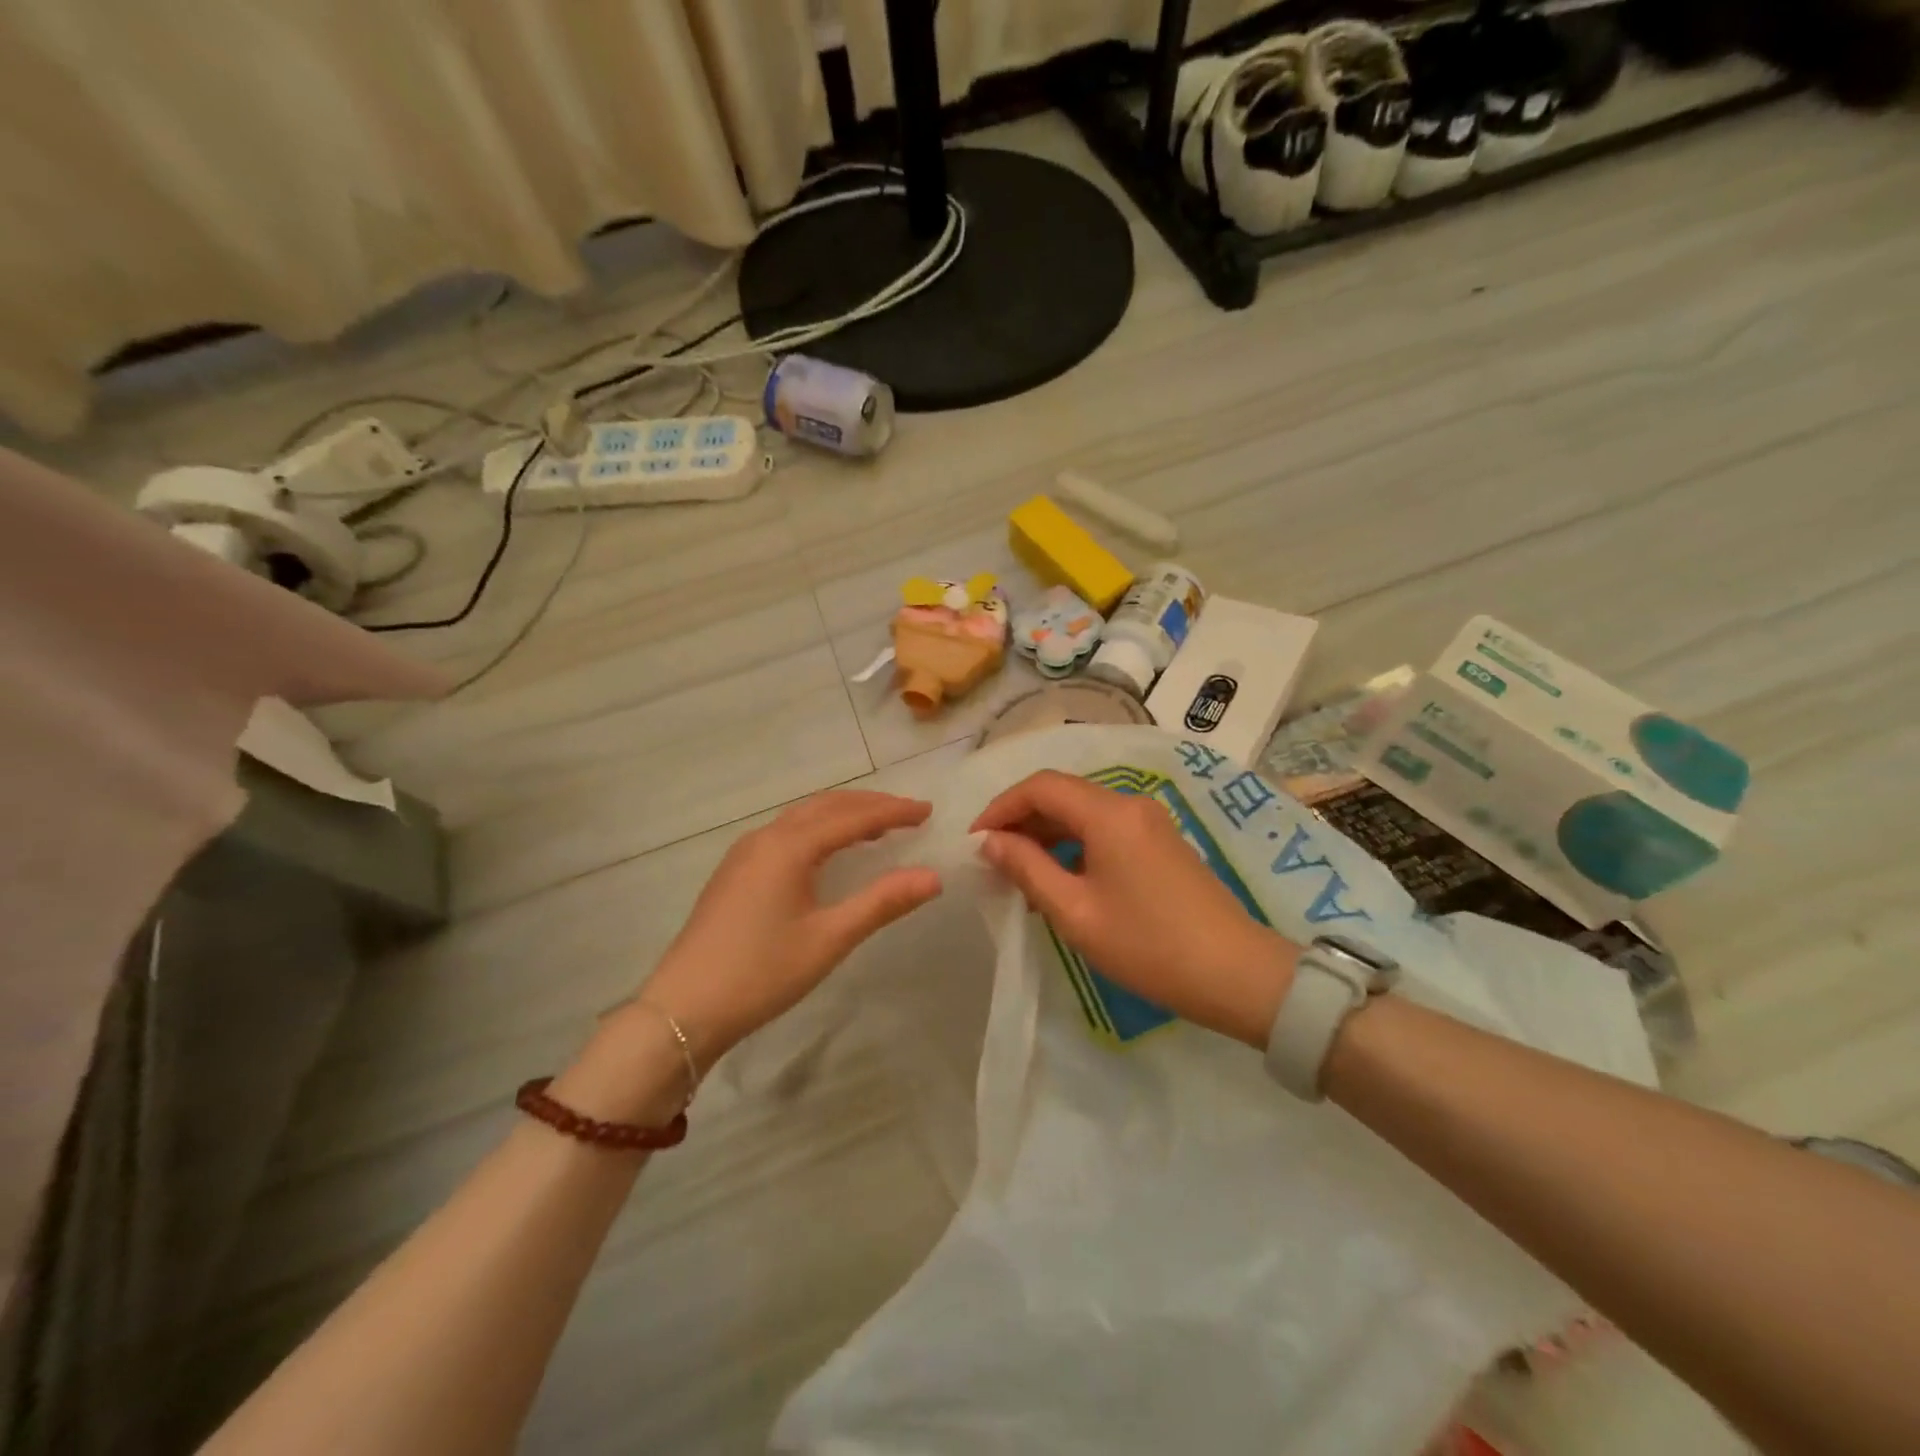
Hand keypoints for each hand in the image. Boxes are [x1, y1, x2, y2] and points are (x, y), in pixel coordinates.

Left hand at [638, 791, 942, 1067]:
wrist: (683, 1008)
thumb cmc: (762, 972)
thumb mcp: (829, 939)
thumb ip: (882, 903)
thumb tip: (933, 877)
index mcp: (790, 846)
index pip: (853, 817)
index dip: (893, 812)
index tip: (927, 811)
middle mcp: (766, 837)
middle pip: (826, 806)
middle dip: (870, 805)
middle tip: (909, 813)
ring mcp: (744, 852)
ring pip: (803, 817)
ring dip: (842, 815)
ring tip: (877, 827)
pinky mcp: (734, 871)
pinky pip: (786, 833)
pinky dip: (818, 830)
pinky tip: (828, 852)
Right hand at [972, 771, 1298, 1048]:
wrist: (1237, 974)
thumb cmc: (1148, 946)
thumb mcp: (1075, 912)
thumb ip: (1027, 869)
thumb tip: (990, 842)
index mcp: (1108, 813)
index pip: (1041, 786)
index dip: (1001, 806)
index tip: (975, 840)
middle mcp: (1130, 804)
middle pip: (1063, 794)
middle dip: (1022, 820)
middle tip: (992, 859)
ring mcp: (1150, 822)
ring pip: (1084, 812)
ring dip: (1047, 834)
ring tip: (1019, 873)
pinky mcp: (1161, 842)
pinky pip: (1105, 829)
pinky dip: (1074, 844)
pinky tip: (1060, 879)